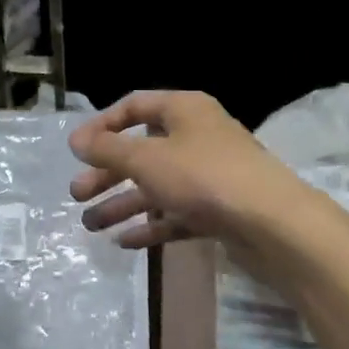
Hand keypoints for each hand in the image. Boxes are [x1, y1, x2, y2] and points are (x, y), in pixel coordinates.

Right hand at [68, 90, 314, 251]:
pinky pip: (176, 213)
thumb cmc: (203, 176)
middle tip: (77, 194)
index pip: (134, 106)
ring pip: (157, 185)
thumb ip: (108, 149)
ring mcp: (210, 174)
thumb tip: (77, 140)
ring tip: (90, 224)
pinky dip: (151, 225)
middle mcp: (197, 136)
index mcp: (184, 109)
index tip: (77, 150)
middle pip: (142, 150)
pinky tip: (124, 242)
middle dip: (108, 173)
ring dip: (123, 203)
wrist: (272, 223)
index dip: (102, 125)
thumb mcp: (146, 159)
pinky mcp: (219, 208)